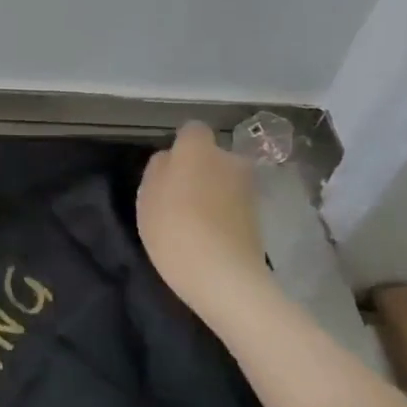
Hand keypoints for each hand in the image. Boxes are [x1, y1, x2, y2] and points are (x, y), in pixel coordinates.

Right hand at [135, 120, 274, 322]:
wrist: (224, 275)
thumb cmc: (174, 228)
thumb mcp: (147, 196)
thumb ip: (158, 169)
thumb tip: (170, 159)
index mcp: (198, 150)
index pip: (192, 130)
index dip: (180, 145)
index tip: (167, 167)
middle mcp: (230, 161)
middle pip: (212, 156)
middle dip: (199, 169)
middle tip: (178, 195)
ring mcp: (248, 189)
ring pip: (224, 180)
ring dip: (212, 191)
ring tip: (193, 219)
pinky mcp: (259, 216)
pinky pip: (233, 203)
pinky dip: (223, 212)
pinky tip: (209, 234)